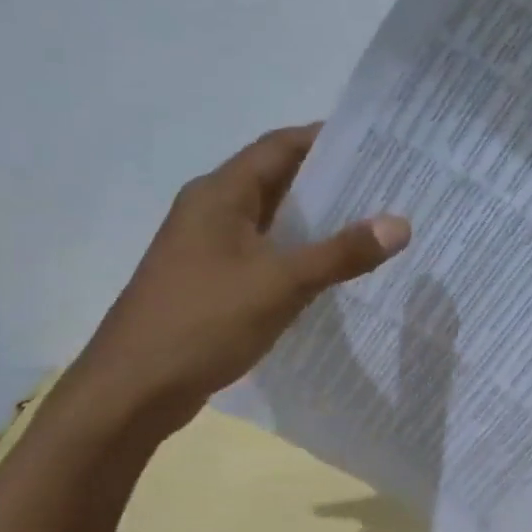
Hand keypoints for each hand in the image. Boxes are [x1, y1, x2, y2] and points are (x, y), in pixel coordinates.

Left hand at [51, 125, 409, 441]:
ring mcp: (206, 247)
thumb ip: (341, 253)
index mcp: (219, 194)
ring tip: (370, 222)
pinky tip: (330, 270)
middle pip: (276, 179)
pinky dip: (296, 253)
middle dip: (329, 180)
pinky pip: (261, 252)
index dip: (328, 139)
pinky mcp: (209, 281)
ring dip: (314, 219)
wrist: (131, 391)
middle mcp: (210, 210)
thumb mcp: (281, 284)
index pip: (280, 146)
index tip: (377, 144)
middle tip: (386, 185)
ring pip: (270, 219)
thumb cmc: (203, 323)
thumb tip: (400, 223)